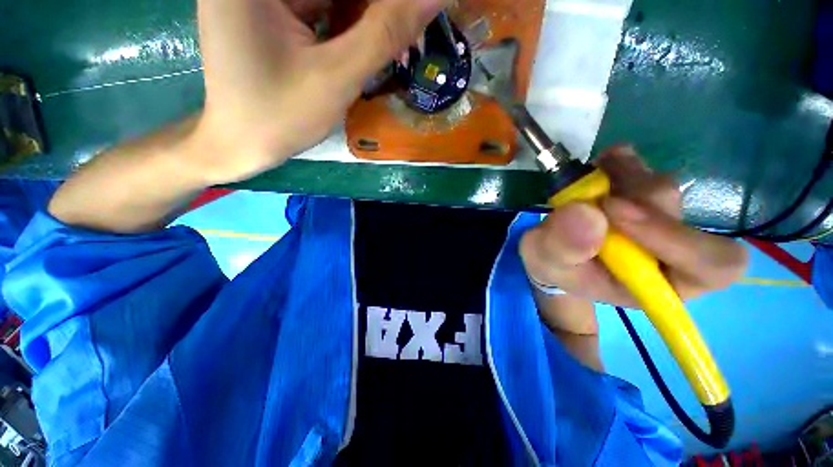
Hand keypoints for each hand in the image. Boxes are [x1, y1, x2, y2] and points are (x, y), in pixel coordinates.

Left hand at [193, 0, 443, 183]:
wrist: (241, 144)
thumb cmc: (280, 118)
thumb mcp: (336, 78)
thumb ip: (385, 34)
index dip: (383, 5)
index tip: (407, 23)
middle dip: (374, 14)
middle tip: (401, 43)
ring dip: (364, 21)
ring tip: (386, 51)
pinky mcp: (270, 10)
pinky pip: (320, 7)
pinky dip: (346, 26)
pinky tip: (357, 51)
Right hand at [520, 146, 747, 311]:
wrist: (554, 251)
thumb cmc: (556, 267)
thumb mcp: (547, 264)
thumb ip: (563, 248)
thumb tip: (587, 213)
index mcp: (662, 281)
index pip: (711, 264)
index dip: (677, 237)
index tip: (615, 211)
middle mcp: (671, 245)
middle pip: (675, 210)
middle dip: (626, 197)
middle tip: (587, 195)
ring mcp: (658, 213)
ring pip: (657, 183)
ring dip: (617, 177)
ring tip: (582, 188)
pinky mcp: (639, 189)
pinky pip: (641, 165)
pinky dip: (615, 162)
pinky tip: (594, 172)